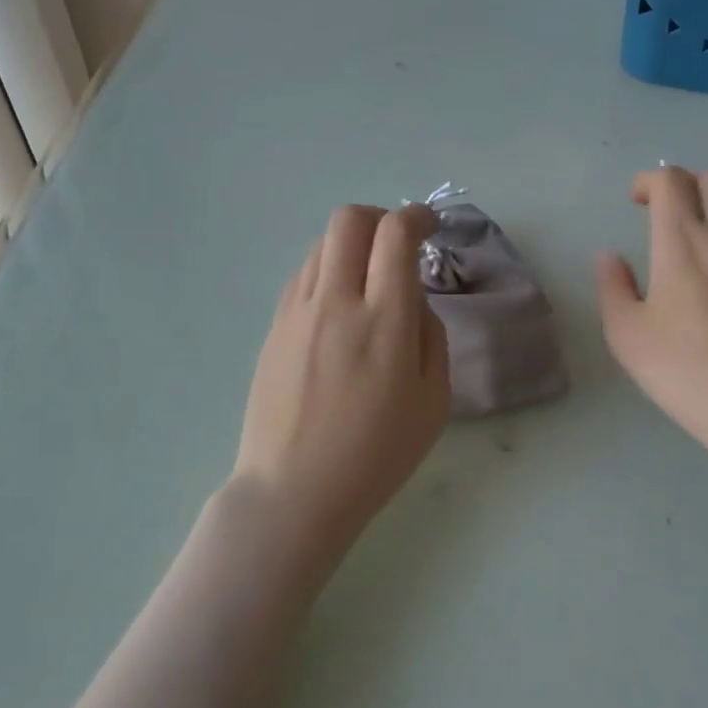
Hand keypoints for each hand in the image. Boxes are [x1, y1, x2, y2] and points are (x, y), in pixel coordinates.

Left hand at [231, 204, 449, 553]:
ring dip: (352, 245)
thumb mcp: (433, 401)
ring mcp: (298, 313)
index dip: (416, 216)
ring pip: (322, 244)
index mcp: (384, 323)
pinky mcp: (274, 327)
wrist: (294, 490)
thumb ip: (430, 335)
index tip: (428, 226)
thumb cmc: (376, 455)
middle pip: (349, 220)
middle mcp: (336, 303)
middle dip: (379, 217)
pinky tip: (338, 307)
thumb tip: (411, 297)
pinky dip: (328, 271)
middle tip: (396, 243)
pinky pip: (303, 276)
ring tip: (368, 279)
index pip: (395, 236)